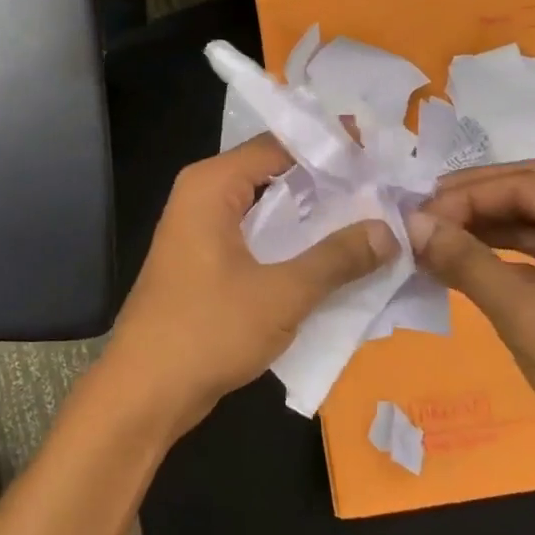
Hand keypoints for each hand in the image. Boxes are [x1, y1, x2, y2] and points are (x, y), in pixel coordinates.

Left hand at [104, 134, 396, 440]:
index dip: (327, 145)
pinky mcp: (204, 261)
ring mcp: (200, 230)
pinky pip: (254, 237)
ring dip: (310, 216)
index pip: (277, 145)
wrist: (145, 390)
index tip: (377, 151)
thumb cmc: (207, 330)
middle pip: (272, 173)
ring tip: (371, 218)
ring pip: (265, 208)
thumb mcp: (281, 294)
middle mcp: (202, 196)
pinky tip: (331, 258)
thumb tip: (390, 230)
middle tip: (383, 186)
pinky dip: (290, 243)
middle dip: (325, 181)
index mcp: (211, 185)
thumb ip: (336, 259)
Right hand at [407, 163, 534, 507]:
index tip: (414, 216)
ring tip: (442, 239)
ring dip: (498, 229)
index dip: (464, 197)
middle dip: (479, 203)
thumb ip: (468, 264)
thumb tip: (414, 225)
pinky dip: (525, 256)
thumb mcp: (531, 320)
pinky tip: (483, 264)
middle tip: (424, 218)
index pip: (527, 185)